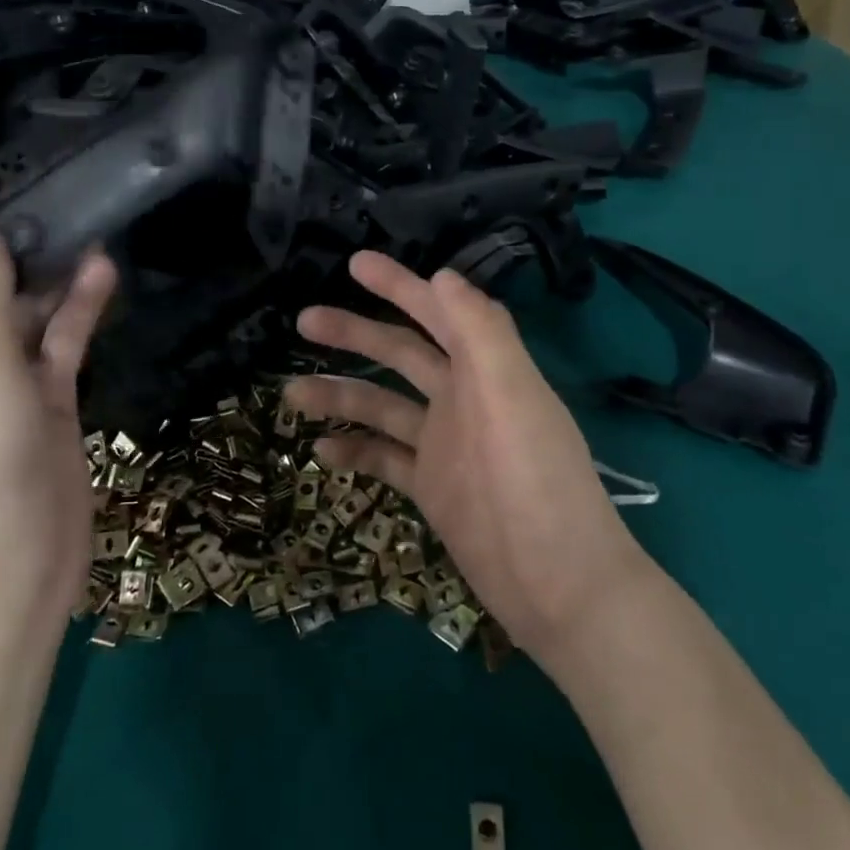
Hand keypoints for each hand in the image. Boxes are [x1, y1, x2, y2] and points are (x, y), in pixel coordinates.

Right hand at [285, 251, 647, 675]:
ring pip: (382, 406)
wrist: (558, 585)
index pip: (437, 312)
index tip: (354, 263)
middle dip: (354, 333)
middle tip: (303, 320)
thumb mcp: (515, 397)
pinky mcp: (432, 487)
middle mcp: (462, 399)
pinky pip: (384, 458)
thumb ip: (483, 333)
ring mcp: (444, 444)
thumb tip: (441, 275)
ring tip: (291, 392)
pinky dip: (354, 451)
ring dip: (340, 395)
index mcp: (485, 370)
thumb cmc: (537, 482)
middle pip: (399, 353)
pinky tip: (320, 450)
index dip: (399, 285)